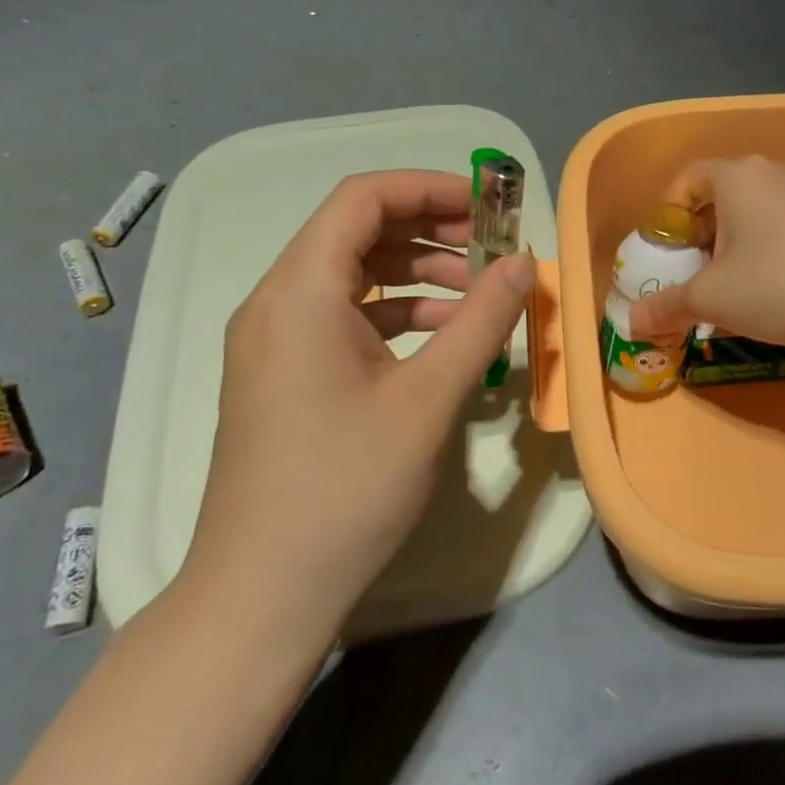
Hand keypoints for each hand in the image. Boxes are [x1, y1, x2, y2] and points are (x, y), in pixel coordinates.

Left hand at [181, 170, 532, 634]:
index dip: (430, 188)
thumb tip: (524, 261)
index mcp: (300, 291)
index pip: (363, 198)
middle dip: (431, 228)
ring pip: (354, 274)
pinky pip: (345, 316)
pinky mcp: (284, 373)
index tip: (489, 205)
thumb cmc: (346, 488)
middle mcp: (277, 301)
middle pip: (358, 231)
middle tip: (493, 245)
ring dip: (419, 272)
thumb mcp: (429, 397)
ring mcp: (276, 340)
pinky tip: (444, 337)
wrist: (261, 596)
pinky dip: (397, 312)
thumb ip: (482, 319)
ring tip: (480, 293)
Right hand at [628, 156, 784, 347]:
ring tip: (731, 283)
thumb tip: (632, 322)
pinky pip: (783, 221)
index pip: (687, 178)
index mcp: (738, 176)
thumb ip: (666, 306)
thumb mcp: (711, 299)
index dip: (667, 213)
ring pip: (753, 210)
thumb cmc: (777, 286)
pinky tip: (772, 285)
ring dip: (733, 242)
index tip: (666, 251)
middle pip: (720, 195)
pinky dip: (766, 245)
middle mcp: (773, 171)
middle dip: (700, 234)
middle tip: (695, 273)